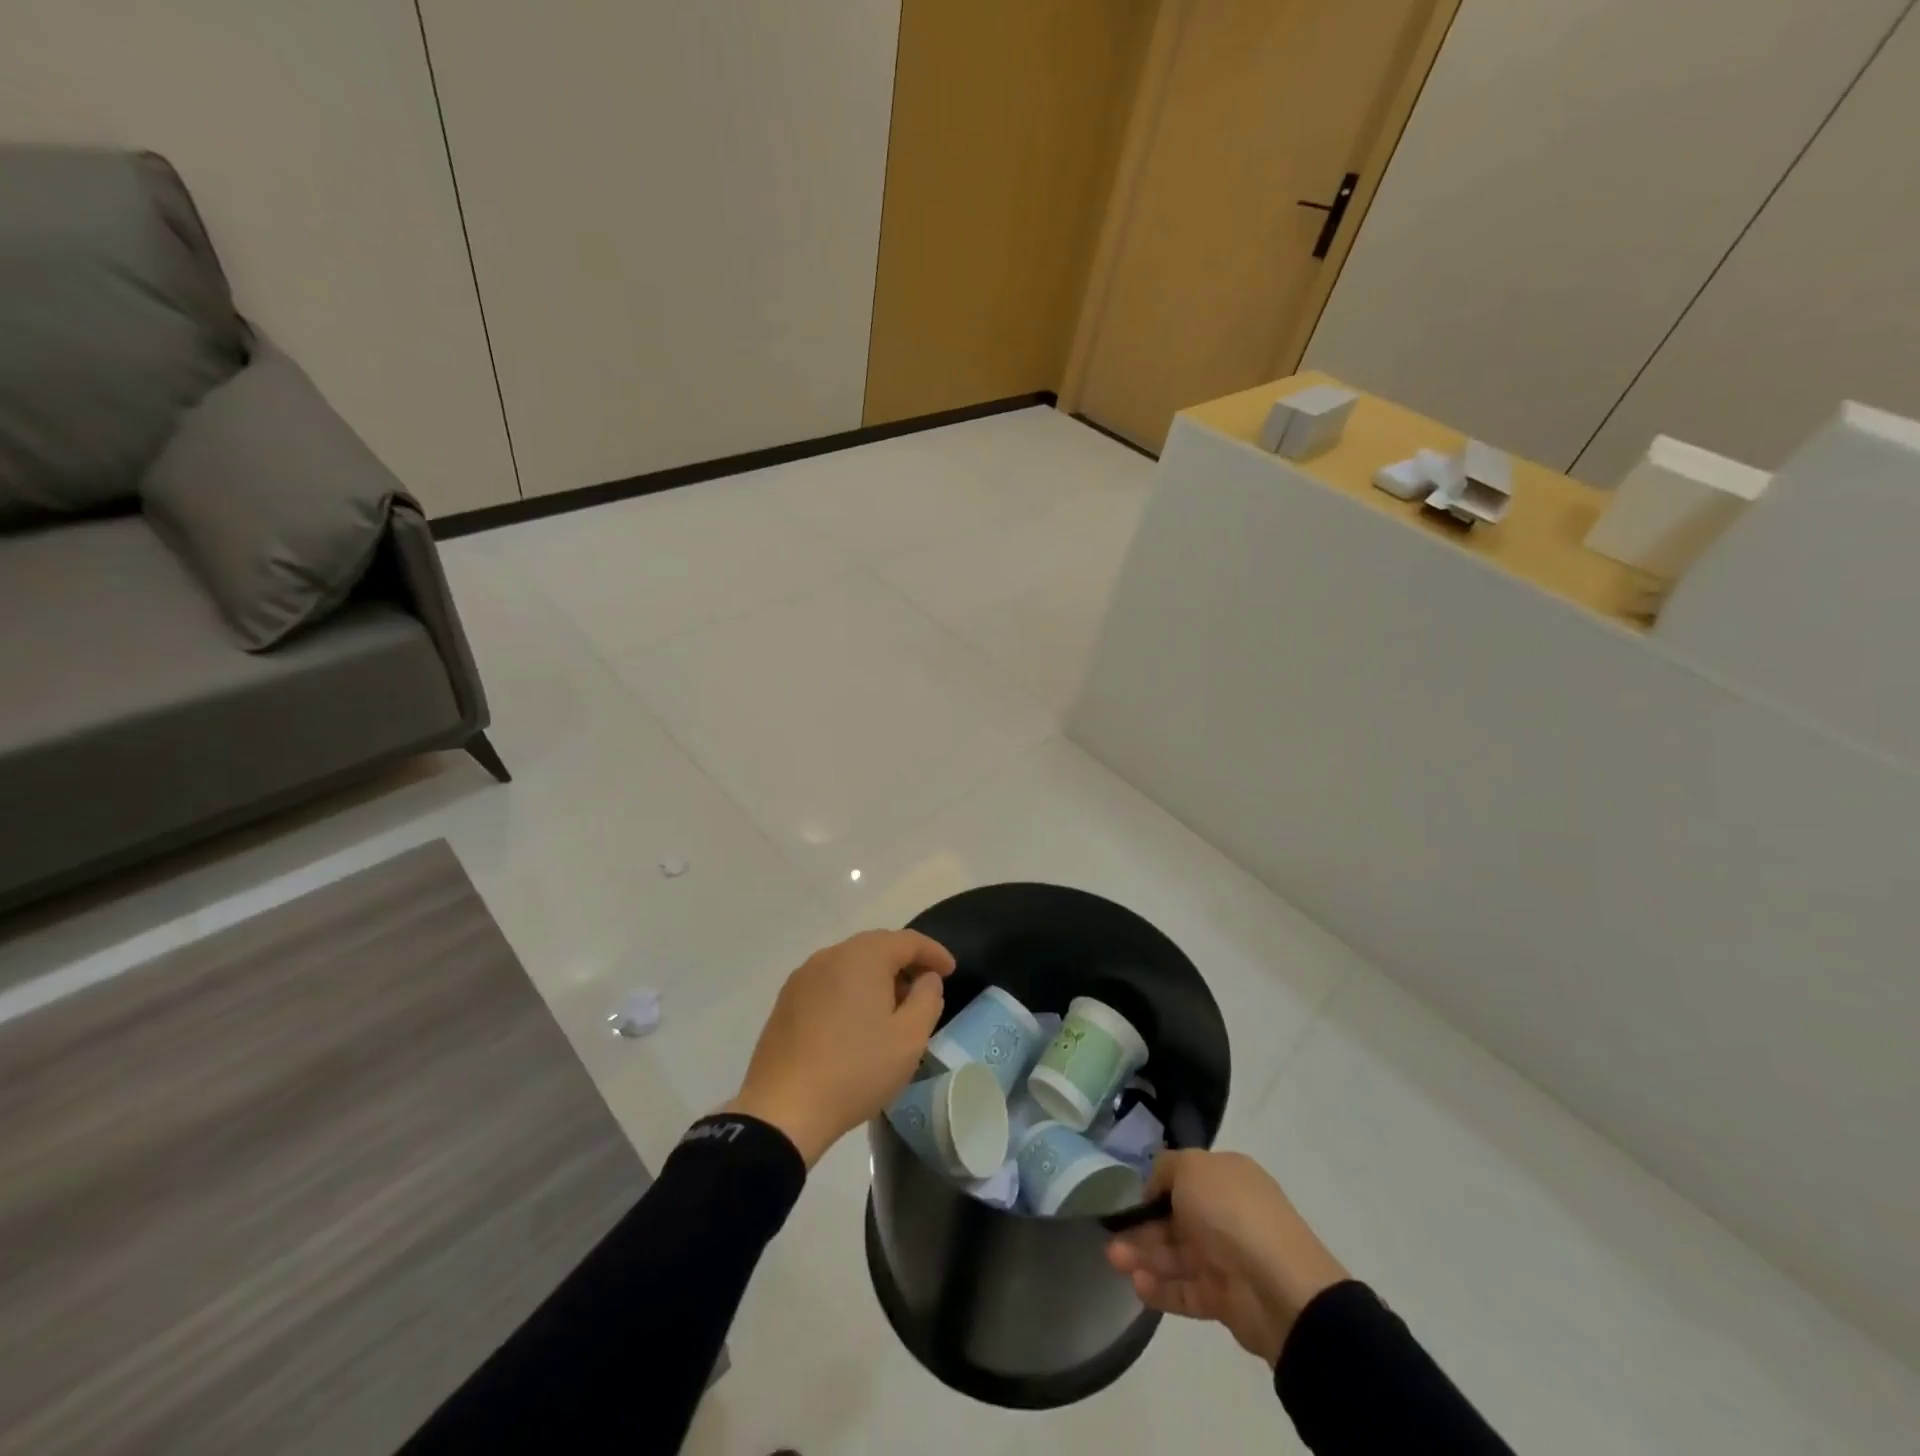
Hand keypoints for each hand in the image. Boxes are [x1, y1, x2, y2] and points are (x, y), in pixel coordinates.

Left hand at [722, 929, 955, 1166]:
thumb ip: (927, 999)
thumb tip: (926, 978)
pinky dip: (851, 990)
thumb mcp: (909, 1038)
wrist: (783, 1109)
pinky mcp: (787, 1000)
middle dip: (905, 963)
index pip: (908, 941)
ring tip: (892, 1008)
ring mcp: (804, 977)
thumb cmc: (856, 1069)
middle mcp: (831, 955)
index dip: (934, 953)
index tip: (951, 971)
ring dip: (877, 976)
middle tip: (924, 989)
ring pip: (851, 963)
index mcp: (863, 956)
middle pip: (877, 946)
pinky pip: (829, 982)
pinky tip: (856, 1021)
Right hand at [1107, 1150, 1347, 1366]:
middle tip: (1110, 1236)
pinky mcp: (1226, 1300)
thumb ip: (1165, 1168)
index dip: (1156, 1187)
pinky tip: (1137, 1285)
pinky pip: (1187, 1290)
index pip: (1184, 1178)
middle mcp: (1228, 1213)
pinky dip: (1161, 1288)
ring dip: (1144, 1256)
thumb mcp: (1190, 1167)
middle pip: (1176, 1219)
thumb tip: (1155, 1186)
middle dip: (1142, 1226)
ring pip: (1177, 1255)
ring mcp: (1228, 1258)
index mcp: (1226, 1177)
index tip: (1129, 1198)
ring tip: (1115, 1261)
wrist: (1279, 1286)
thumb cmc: (1230, 1211)